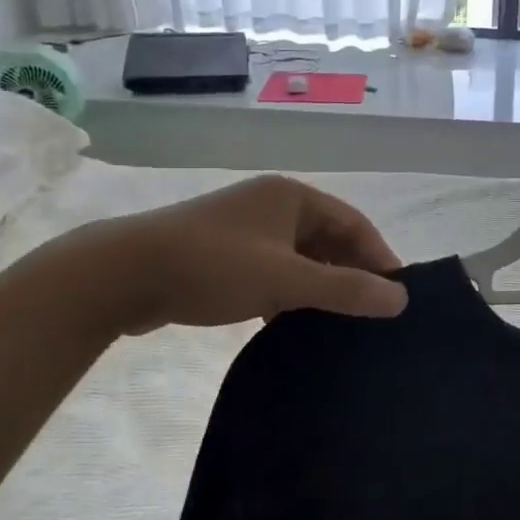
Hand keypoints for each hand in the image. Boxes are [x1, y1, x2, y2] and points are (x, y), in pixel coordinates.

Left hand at [48, 175, 407, 334]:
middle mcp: (272, 205)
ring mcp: (245, 229)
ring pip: (300, 258)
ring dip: (319, 286)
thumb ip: (345, 289)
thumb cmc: (213, 265)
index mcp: (292, 197)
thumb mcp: (285, 279)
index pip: (354, 223)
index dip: (380, 256)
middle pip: (328, 240)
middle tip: (371, 312)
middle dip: (350, 273)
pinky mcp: (223, 254)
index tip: (398, 293)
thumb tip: (400, 299)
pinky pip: (273, 271)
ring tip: (338, 322)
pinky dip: (288, 293)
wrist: (119, 275)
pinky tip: (292, 323)